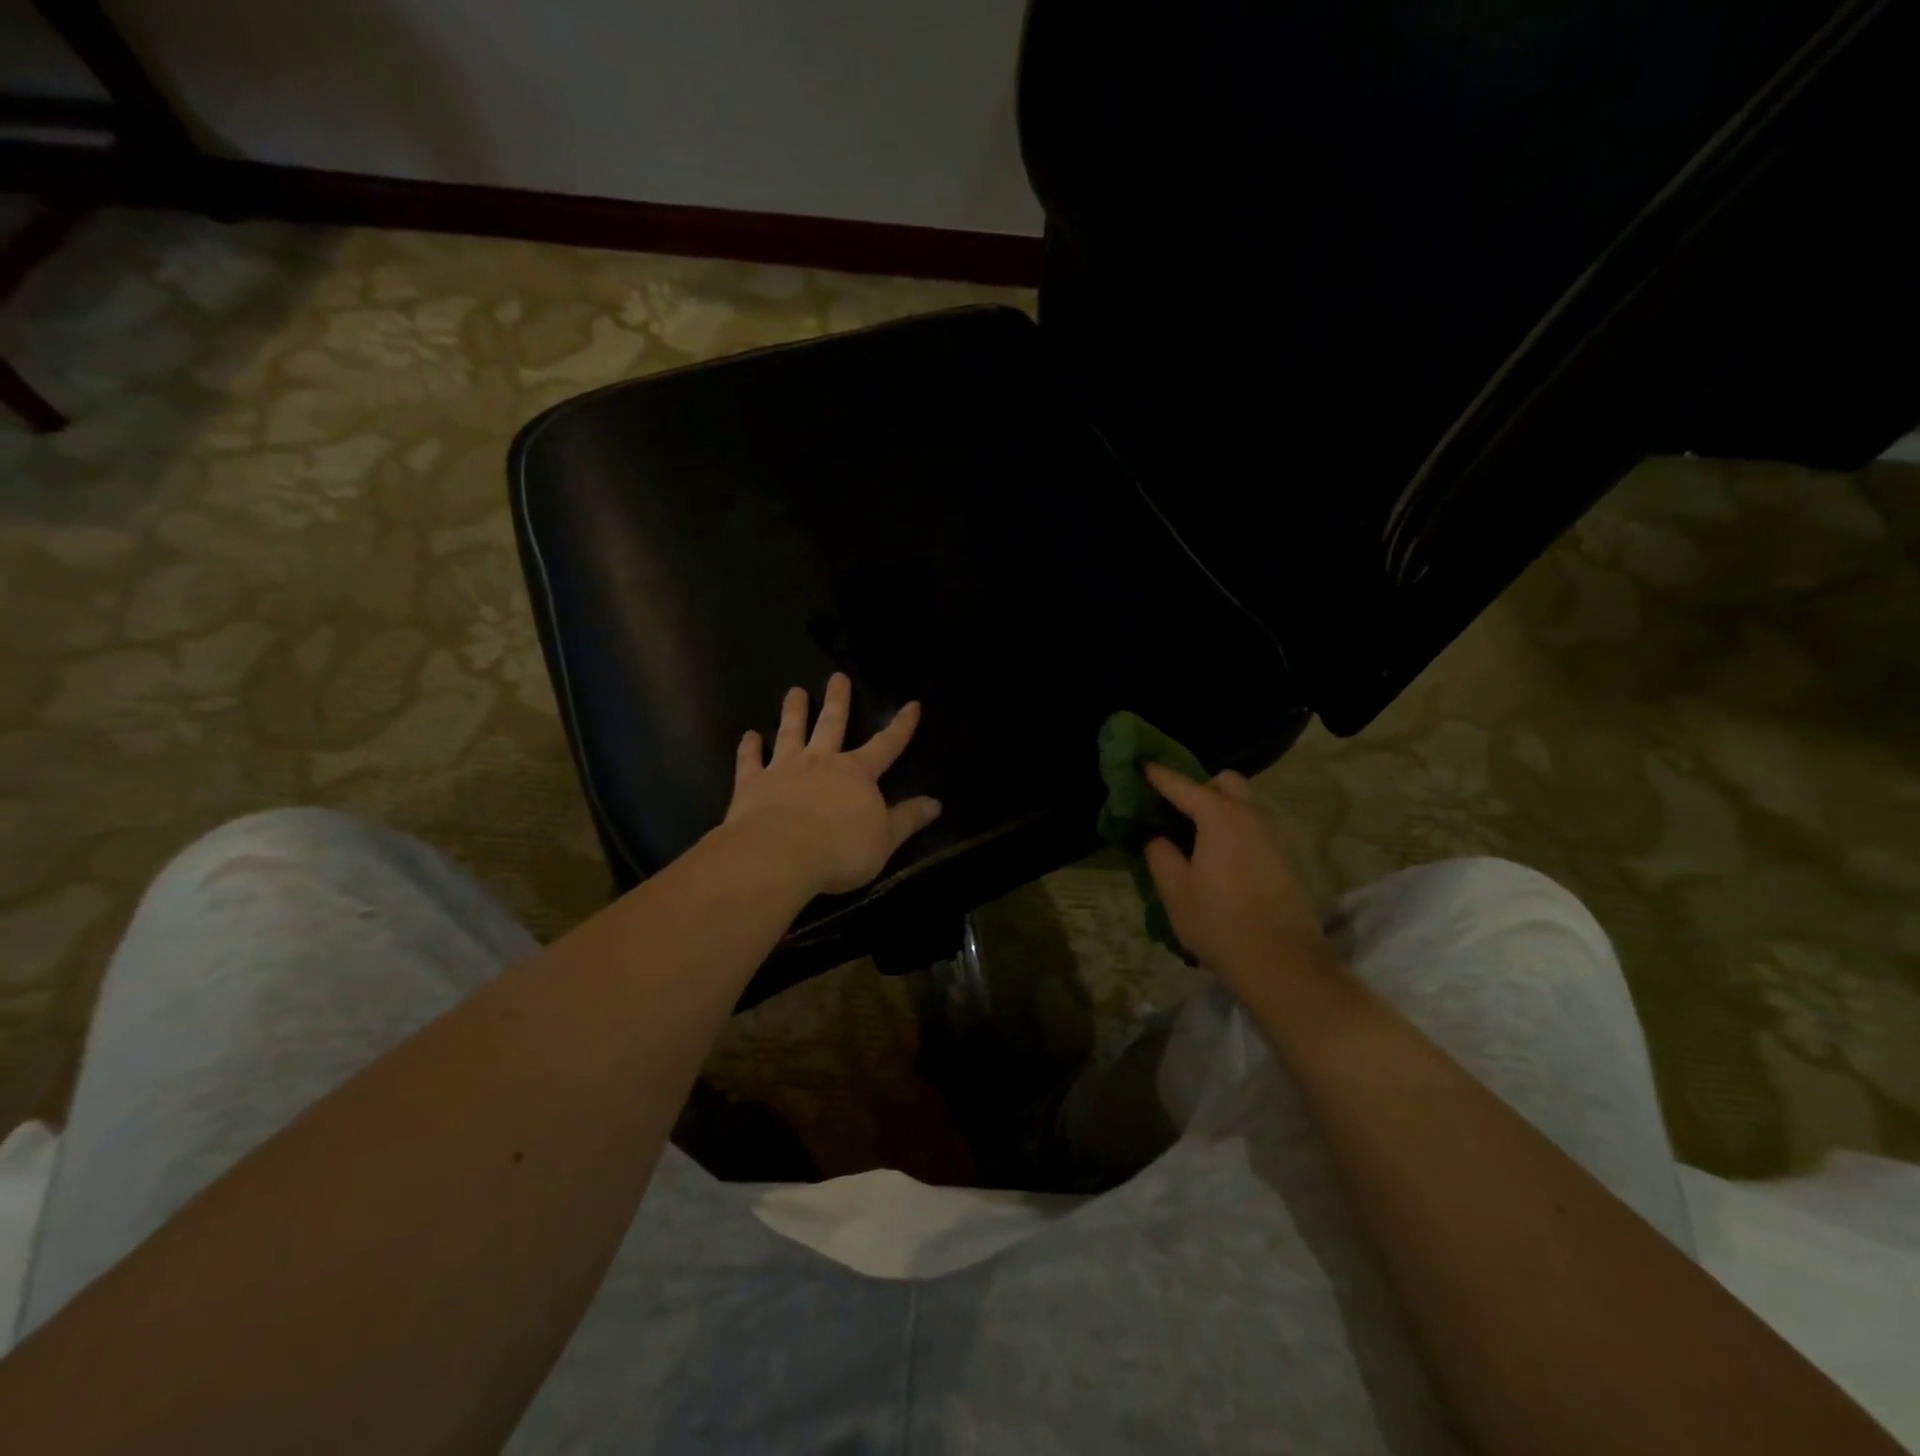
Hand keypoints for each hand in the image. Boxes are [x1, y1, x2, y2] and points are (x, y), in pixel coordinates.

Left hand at [722, 673, 942, 896]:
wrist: (779, 855)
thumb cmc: (840, 850)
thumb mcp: (885, 839)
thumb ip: (908, 819)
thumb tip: (935, 803)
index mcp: (857, 774)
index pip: (886, 744)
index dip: (901, 726)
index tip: (911, 704)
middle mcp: (821, 762)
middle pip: (832, 724)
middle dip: (838, 700)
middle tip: (837, 676)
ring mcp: (784, 769)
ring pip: (790, 732)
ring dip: (793, 711)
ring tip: (794, 691)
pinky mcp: (752, 784)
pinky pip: (751, 761)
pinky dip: (750, 748)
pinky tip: (749, 736)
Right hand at [1142, 764, 1333, 998]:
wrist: (1284, 964)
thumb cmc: (1219, 922)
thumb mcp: (1175, 890)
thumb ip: (1160, 855)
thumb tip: (1159, 838)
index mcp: (1219, 816)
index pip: (1182, 785)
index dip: (1159, 776)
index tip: (1142, 766)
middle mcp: (1251, 815)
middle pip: (1225, 782)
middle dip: (1200, 786)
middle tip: (1176, 810)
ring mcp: (1274, 835)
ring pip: (1245, 804)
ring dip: (1221, 808)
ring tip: (1196, 835)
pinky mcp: (1287, 857)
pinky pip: (1256, 826)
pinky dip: (1236, 828)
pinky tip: (1220, 857)